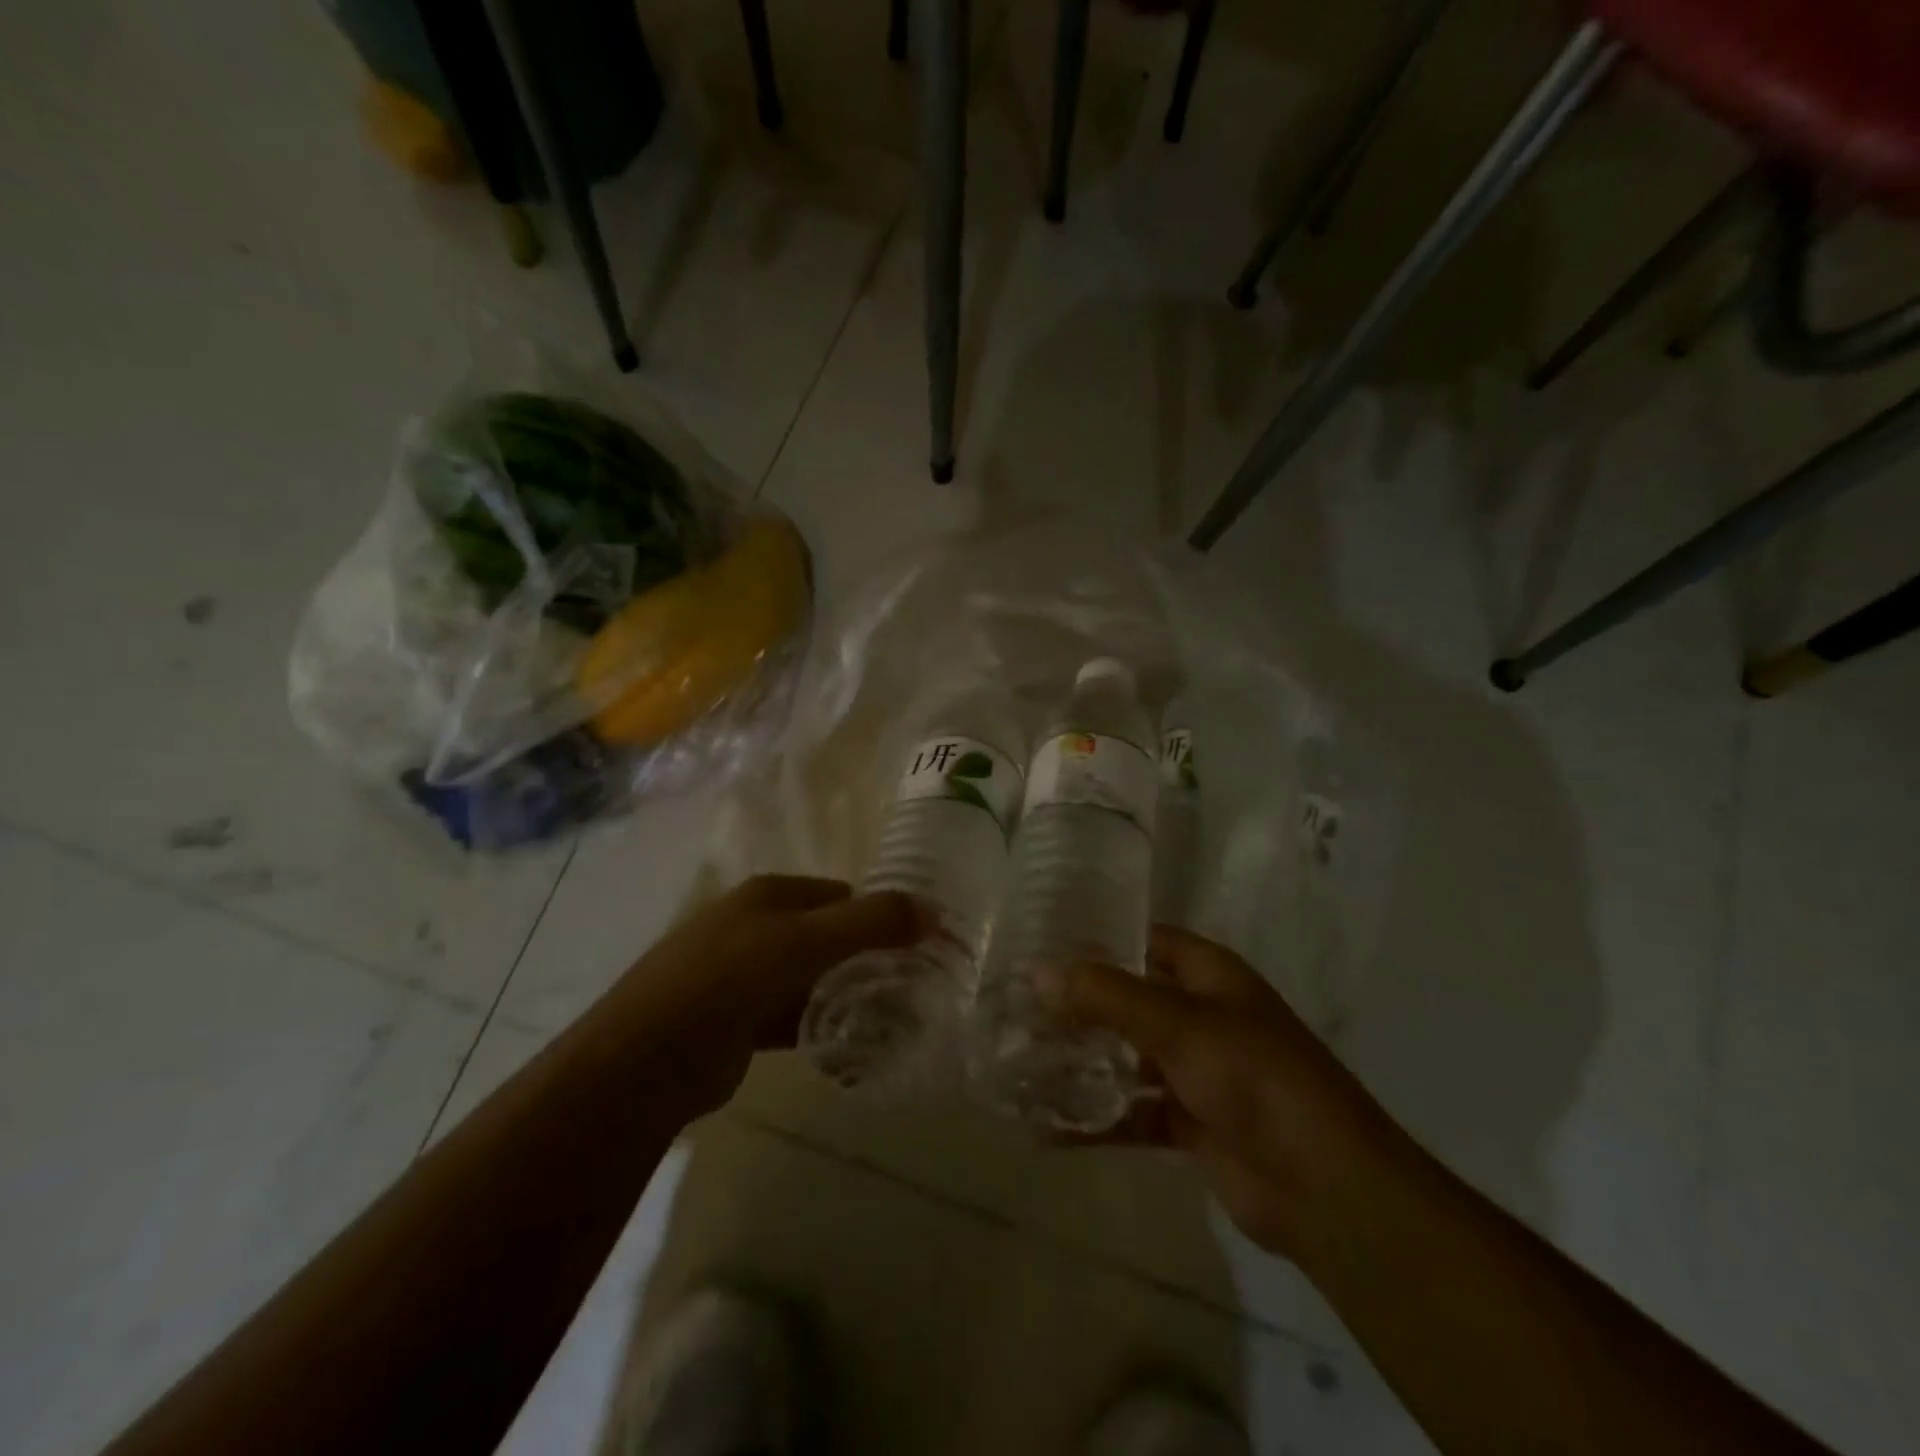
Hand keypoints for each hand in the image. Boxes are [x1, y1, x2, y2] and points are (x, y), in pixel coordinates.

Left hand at [598, 875, 924, 1118]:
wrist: (646, 1060)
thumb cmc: (730, 979)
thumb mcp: (807, 941)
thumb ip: (872, 922)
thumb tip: (935, 910)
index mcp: (769, 895)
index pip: (842, 895)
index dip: (880, 916)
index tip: (918, 947)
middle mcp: (754, 926)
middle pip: (827, 936)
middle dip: (866, 958)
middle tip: (910, 987)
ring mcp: (742, 975)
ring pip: (811, 978)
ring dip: (844, 994)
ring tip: (891, 1018)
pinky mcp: (737, 1021)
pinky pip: (792, 1016)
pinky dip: (819, 1025)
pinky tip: (850, 1045)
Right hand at [1051, 925, 1399, 1260]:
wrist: (1324, 1188)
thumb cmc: (1254, 1077)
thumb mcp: (1177, 1023)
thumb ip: (1105, 995)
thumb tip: (1034, 969)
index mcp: (1210, 976)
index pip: (1146, 941)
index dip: (1098, 939)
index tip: (1041, 944)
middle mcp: (1202, 1016)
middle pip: (1128, 999)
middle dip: (1078, 1006)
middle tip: (1015, 1007)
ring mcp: (1197, 1071)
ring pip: (1125, 1057)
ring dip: (1082, 1062)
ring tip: (1019, 1062)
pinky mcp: (1190, 1123)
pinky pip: (1132, 1112)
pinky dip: (1096, 1118)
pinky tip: (1047, 1126)